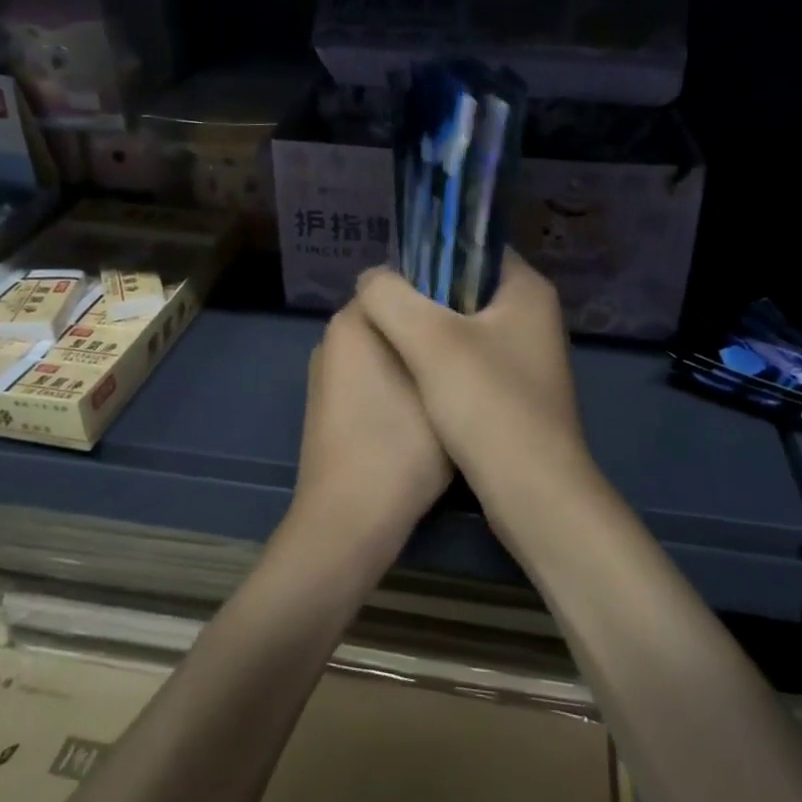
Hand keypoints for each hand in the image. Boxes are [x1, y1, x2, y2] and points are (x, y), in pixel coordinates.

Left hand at [290, 303, 452, 558]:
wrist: (347, 520)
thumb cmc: (399, 446)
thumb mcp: (441, 386)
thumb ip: (447, 342)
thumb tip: (457, 323)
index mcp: (354, 320)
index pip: (402, 281)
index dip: (442, 293)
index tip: (476, 313)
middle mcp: (333, 337)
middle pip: (393, 316)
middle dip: (428, 327)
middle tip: (471, 347)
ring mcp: (326, 373)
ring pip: (383, 348)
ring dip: (414, 358)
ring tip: (454, 378)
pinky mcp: (326, 404)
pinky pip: (368, 375)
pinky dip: (394, 382)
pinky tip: (423, 409)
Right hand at [353, 252, 593, 505]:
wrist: (533, 493)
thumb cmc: (486, 404)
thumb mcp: (428, 341)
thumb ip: (390, 298)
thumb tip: (371, 279)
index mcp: (527, 289)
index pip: (473, 246)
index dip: (429, 253)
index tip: (390, 276)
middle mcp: (533, 315)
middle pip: (466, 286)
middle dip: (422, 296)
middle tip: (381, 309)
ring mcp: (527, 355)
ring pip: (464, 326)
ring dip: (428, 331)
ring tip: (389, 339)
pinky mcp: (516, 390)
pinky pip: (470, 359)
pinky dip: (441, 362)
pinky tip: (413, 376)